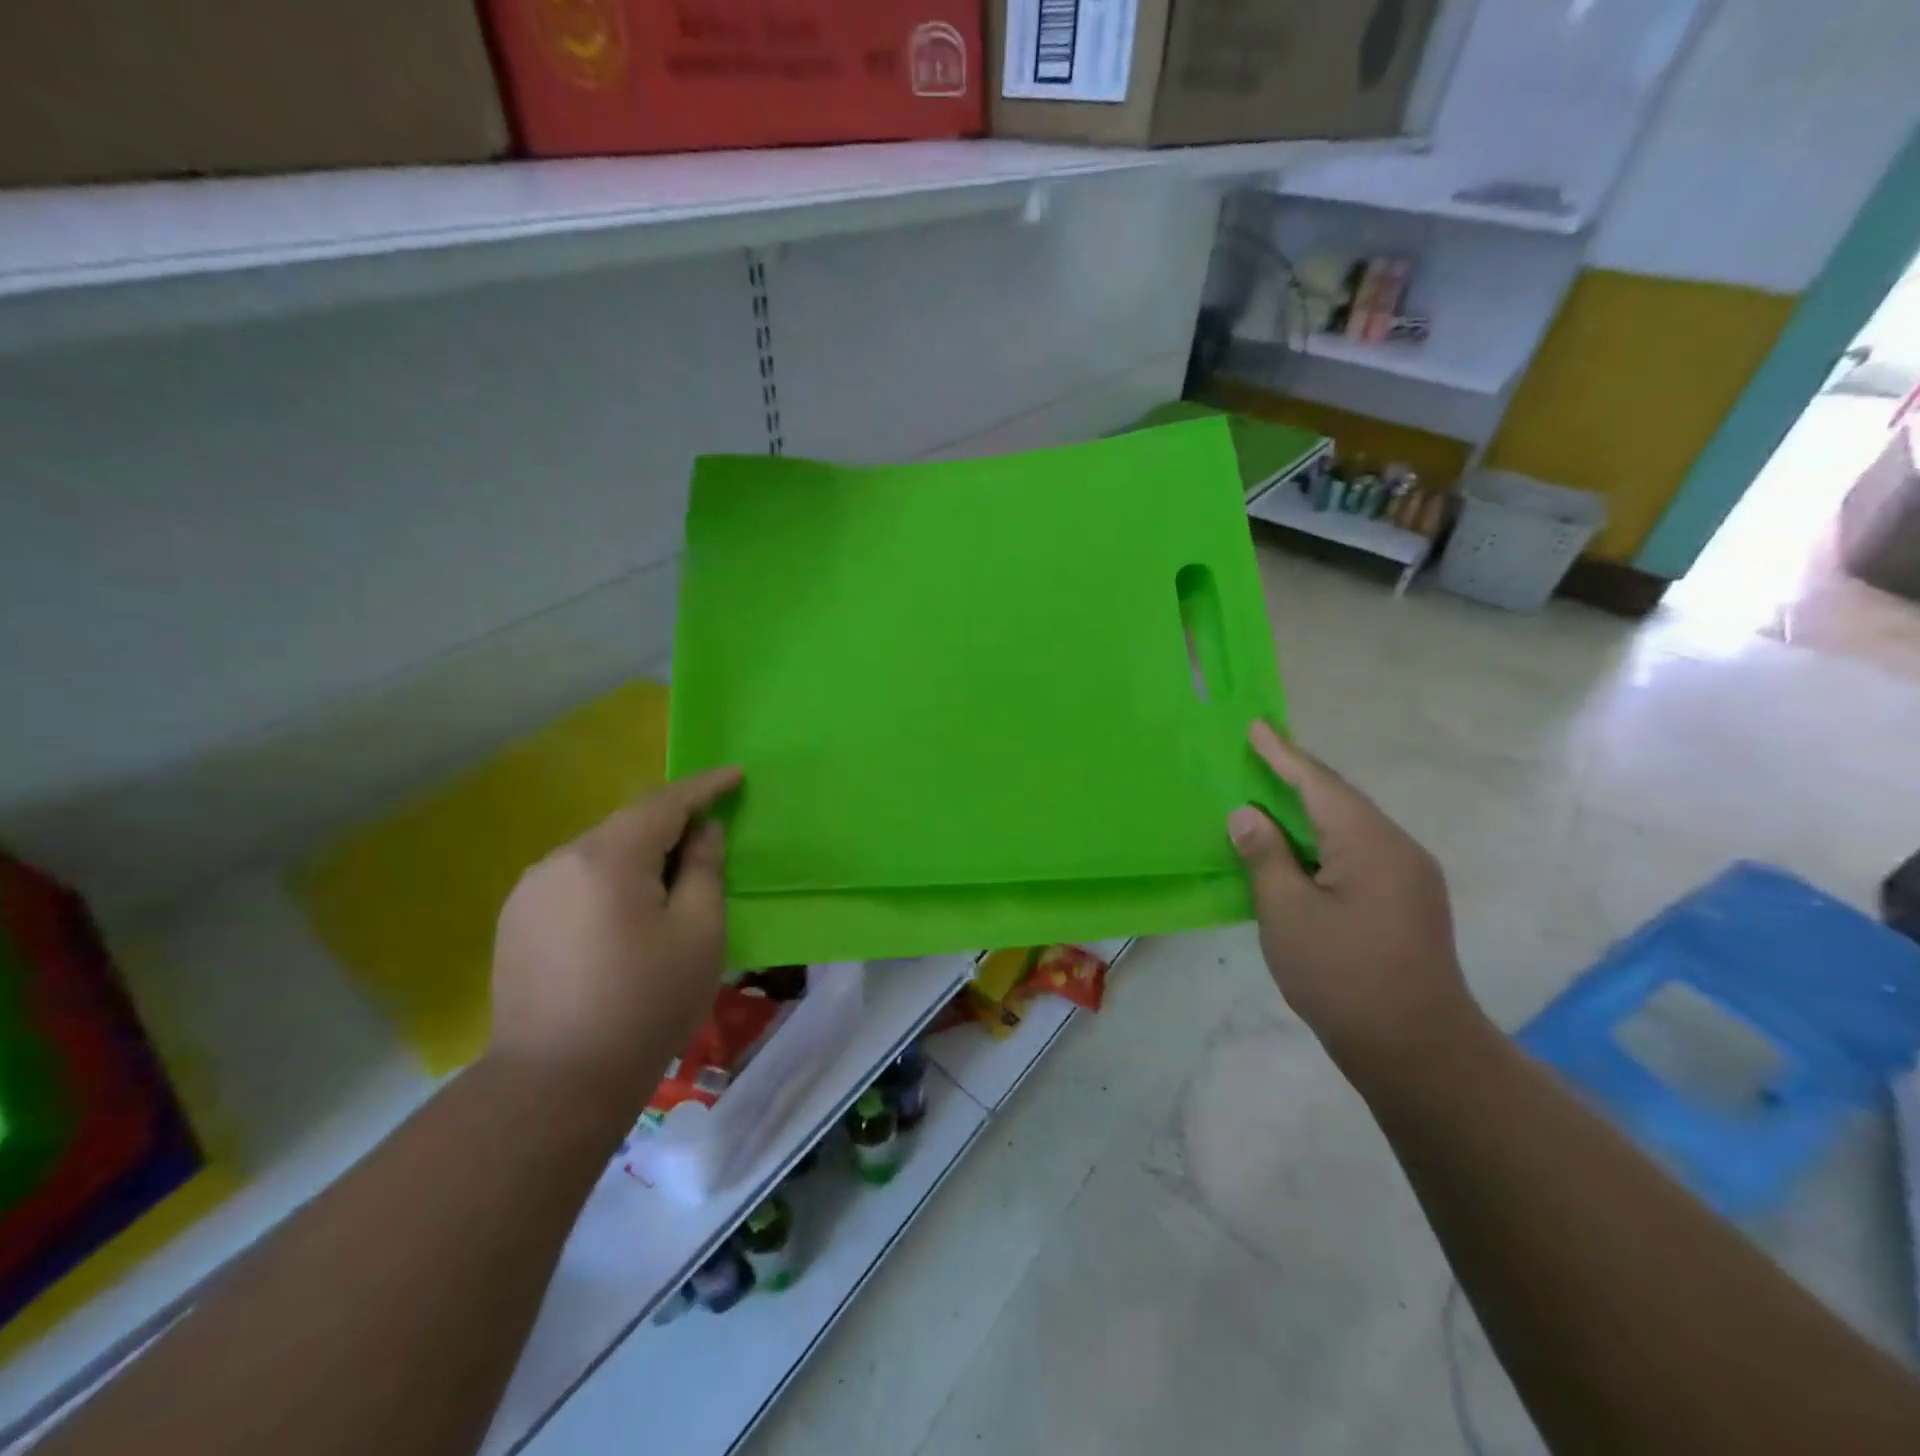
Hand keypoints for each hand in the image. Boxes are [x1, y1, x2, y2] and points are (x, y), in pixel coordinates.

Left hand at [489, 767, 742, 1110]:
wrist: (556, 1083)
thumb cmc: (646, 1003)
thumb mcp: (699, 932)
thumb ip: (705, 869)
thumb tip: (702, 832)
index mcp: (608, 857)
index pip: (664, 803)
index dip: (704, 787)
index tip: (734, 776)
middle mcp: (560, 860)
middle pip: (628, 825)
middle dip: (671, 823)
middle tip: (709, 837)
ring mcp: (530, 891)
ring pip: (599, 852)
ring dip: (639, 853)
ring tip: (670, 880)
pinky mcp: (516, 921)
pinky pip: (575, 879)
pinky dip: (609, 879)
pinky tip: (625, 911)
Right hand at [1227, 722, 1479, 1067]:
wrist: (1418, 1051)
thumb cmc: (1343, 976)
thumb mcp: (1287, 913)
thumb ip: (1264, 856)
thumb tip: (1247, 814)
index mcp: (1369, 843)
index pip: (1318, 784)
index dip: (1283, 755)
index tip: (1256, 727)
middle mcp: (1397, 849)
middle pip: (1339, 800)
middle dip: (1296, 777)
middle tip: (1258, 755)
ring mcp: (1409, 878)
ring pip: (1350, 828)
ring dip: (1309, 811)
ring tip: (1270, 797)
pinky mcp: (1407, 903)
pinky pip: (1358, 853)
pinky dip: (1323, 841)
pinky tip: (1299, 852)